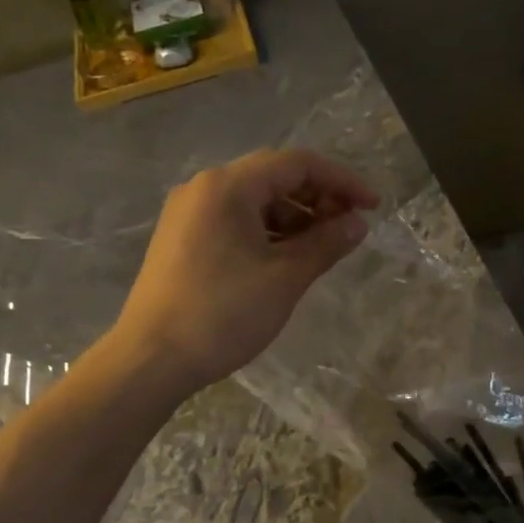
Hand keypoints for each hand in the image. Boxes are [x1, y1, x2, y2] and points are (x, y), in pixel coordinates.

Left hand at [112, 148, 378, 394]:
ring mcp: (188, 214)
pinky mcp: (181, 240)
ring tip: (321, 249)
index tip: (372, 207)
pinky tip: (284, 259)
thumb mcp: (284, 279)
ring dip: (293, 217)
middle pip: (273, 177)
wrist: (151, 359)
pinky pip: (233, 221)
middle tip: (348, 230)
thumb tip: (358, 224)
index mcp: (228, 186)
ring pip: (253, 201)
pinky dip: (266, 233)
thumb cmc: (222, 314)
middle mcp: (204, 188)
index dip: (341, 181)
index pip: (297, 164)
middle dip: (317, 198)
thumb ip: (325, 244)